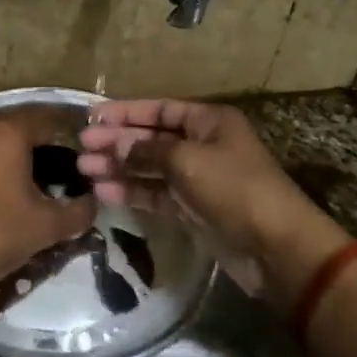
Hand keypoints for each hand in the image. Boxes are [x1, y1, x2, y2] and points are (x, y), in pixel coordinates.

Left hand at [0, 109, 97, 300]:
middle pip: (16, 125)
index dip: (69, 138)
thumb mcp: (47, 227)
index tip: (79, 158)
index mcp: (8, 131)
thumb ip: (80, 210)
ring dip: (5, 152)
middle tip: (53, 170)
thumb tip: (93, 201)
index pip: (49, 120)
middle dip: (36, 144)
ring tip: (19, 180)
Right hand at [77, 100, 345, 305]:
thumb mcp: (187, 160)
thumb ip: (147, 150)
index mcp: (209, 122)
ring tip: (84, 171)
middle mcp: (202, 145)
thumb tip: (117, 143)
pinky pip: (155, 195)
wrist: (275, 246)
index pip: (160, 110)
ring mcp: (197, 179)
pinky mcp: (192, 210)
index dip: (126, 113)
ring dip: (119, 168)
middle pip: (152, 138)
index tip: (92, 118)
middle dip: (117, 142)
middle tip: (81, 147)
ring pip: (150, 168)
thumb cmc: (234, 188)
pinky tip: (104, 192)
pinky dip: (132, 192)